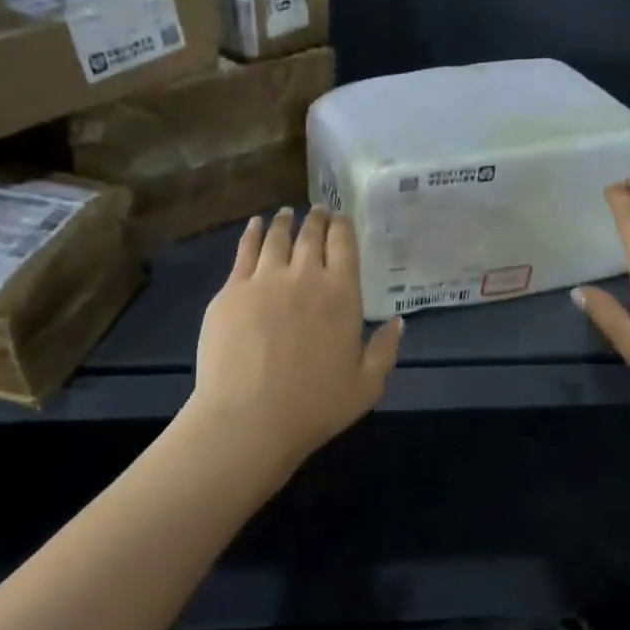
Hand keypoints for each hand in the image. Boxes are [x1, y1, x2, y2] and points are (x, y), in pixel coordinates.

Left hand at [189, 207, 403, 469]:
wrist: (249, 419)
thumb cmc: (315, 407)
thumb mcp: (367, 386)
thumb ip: (385, 350)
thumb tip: (398, 321)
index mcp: (341, 294)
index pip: (344, 246)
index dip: (342, 227)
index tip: (340, 218)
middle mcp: (304, 276)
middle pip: (311, 236)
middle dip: (316, 219)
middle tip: (317, 211)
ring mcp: (263, 280)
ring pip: (276, 238)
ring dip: (285, 222)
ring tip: (287, 213)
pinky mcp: (231, 291)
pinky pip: (244, 252)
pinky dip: (252, 234)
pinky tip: (254, 226)